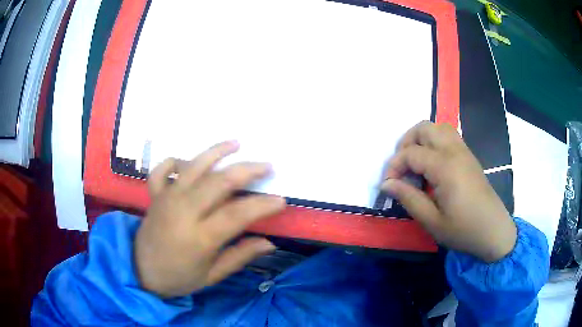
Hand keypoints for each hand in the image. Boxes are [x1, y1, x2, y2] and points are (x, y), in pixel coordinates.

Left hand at [135, 141, 285, 297]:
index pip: (237, 215)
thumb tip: (270, 243)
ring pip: (193, 167)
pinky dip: (175, 160)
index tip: (281, 200)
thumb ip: (240, 257)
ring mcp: (166, 199)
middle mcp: (183, 211)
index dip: (262, 205)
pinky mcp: (155, 195)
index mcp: (200, 237)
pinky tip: (188, 161)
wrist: (141, 272)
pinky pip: (162, 169)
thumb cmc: (179, 278)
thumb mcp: (212, 276)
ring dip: (216, 152)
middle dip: (247, 170)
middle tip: (267, 166)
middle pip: (219, 182)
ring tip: (236, 143)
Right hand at [382, 121, 516, 261]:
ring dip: (421, 139)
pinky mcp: (469, 157)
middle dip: (406, 143)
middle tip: (401, 168)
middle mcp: (454, 151)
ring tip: (415, 162)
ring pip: (438, 127)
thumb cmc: (463, 230)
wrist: (494, 231)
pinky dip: (435, 141)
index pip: (411, 153)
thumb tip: (387, 184)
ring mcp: (464, 151)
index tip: (387, 186)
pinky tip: (432, 165)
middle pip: (424, 128)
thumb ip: (409, 198)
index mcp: (445, 167)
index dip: (394, 167)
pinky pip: (449, 136)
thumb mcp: (432, 221)